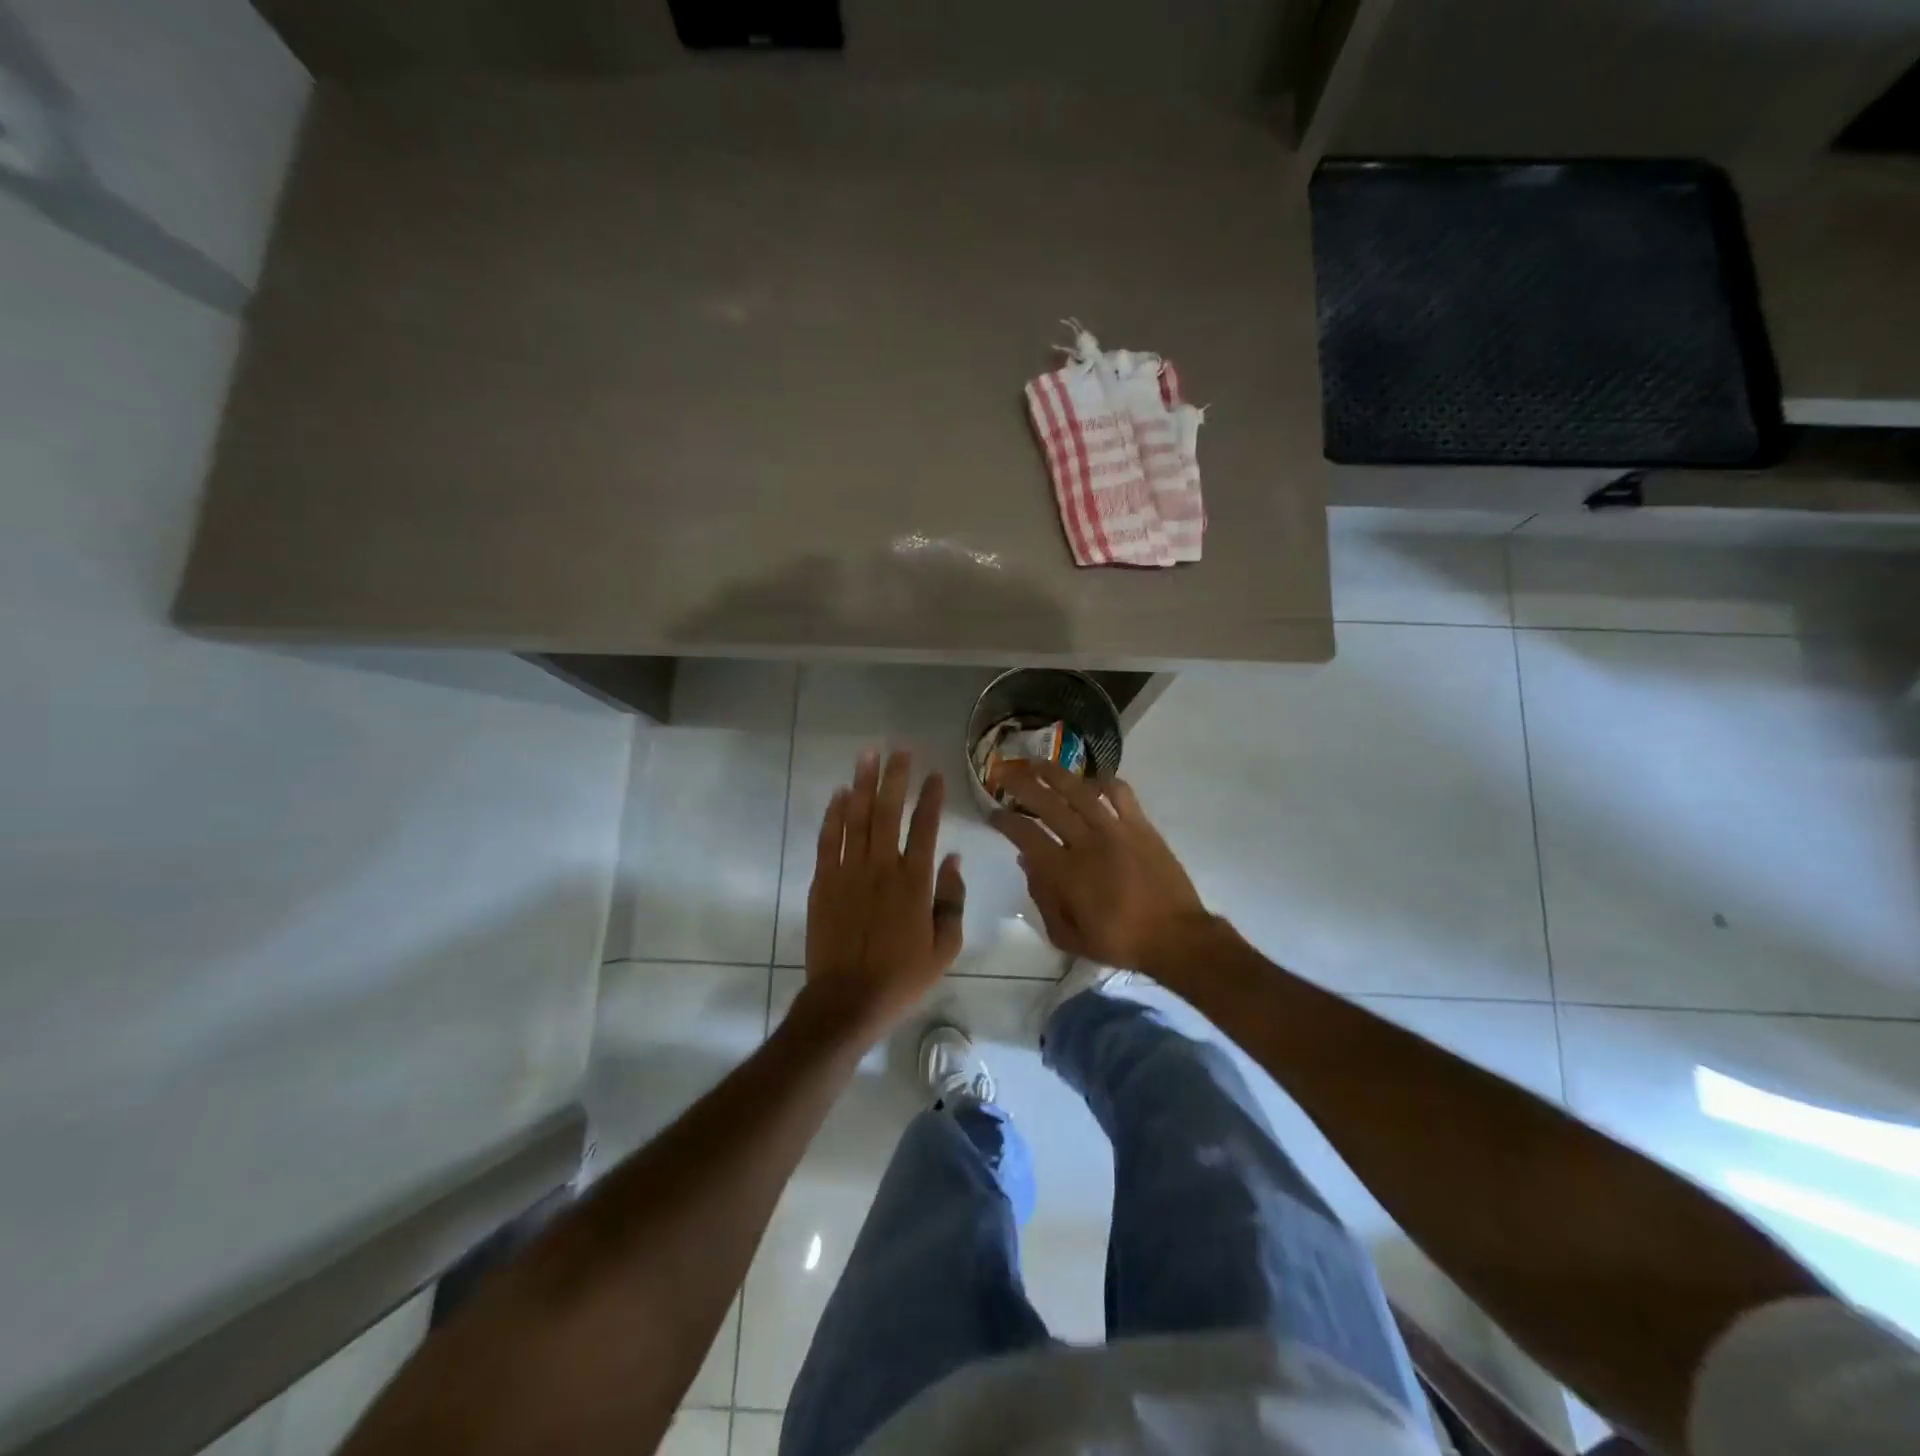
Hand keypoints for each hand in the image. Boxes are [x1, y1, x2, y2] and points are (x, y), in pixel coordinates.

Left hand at [801, 749, 965, 1042]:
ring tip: (867, 755)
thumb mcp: (944, 947)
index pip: (925, 827)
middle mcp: (881, 868)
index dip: (930, 797)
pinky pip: (828, 840)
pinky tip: (838, 794)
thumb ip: (951, 900)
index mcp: (915, 882)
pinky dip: (833, 814)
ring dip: (862, 784)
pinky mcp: (822, 883)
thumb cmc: (902, 978)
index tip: (934, 774)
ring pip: (855, 818)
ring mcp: (848, 873)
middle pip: (887, 811)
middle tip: (898, 749)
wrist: (847, 1002)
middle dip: (894, 777)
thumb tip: (953, 859)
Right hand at [990, 761, 1210, 971]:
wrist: (1175, 937)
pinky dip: (1105, 782)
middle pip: (1047, 803)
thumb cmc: (1119, 942)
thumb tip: (1028, 862)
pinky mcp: (1141, 826)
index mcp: (1065, 872)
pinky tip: (1092, 780)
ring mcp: (1116, 830)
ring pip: (1080, 791)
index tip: (993, 812)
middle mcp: (1086, 843)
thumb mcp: (1068, 936)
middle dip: (1021, 785)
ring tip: (1038, 763)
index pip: (1026, 835)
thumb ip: (1042, 899)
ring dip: (1055, 774)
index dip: (1005, 820)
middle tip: (1005, 773)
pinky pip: (1121, 794)